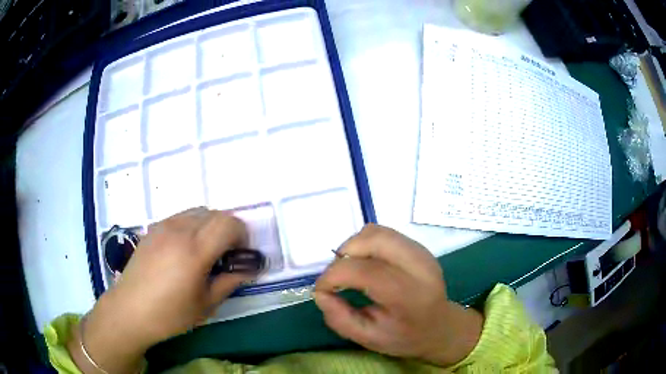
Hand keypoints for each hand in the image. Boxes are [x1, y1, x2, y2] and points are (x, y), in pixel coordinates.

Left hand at [69, 208, 254, 372]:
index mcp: (194, 250)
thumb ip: (230, 281)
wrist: (130, 310)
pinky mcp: (153, 228)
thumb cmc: (170, 314)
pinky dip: (192, 226)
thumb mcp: (206, 304)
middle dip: (228, 230)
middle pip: (215, 213)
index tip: (240, 254)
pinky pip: (181, 216)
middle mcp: (179, 230)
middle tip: (225, 256)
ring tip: (204, 252)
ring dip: (210, 226)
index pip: (229, 223)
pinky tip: (184, 250)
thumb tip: (250, 268)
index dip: (242, 235)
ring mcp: (164, 226)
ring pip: (198, 211)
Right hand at [314, 224, 482, 366]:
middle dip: (344, 253)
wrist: (440, 327)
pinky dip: (366, 243)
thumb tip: (320, 292)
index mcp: (410, 296)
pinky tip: (366, 263)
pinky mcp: (418, 246)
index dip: (334, 275)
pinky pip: (384, 234)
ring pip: (377, 232)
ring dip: (354, 246)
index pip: (367, 271)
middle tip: (337, 277)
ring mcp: (421, 252)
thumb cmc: (404, 337)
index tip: (321, 289)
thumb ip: (339, 318)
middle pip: (373, 240)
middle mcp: (419, 267)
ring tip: (350, 269)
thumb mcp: (368, 339)